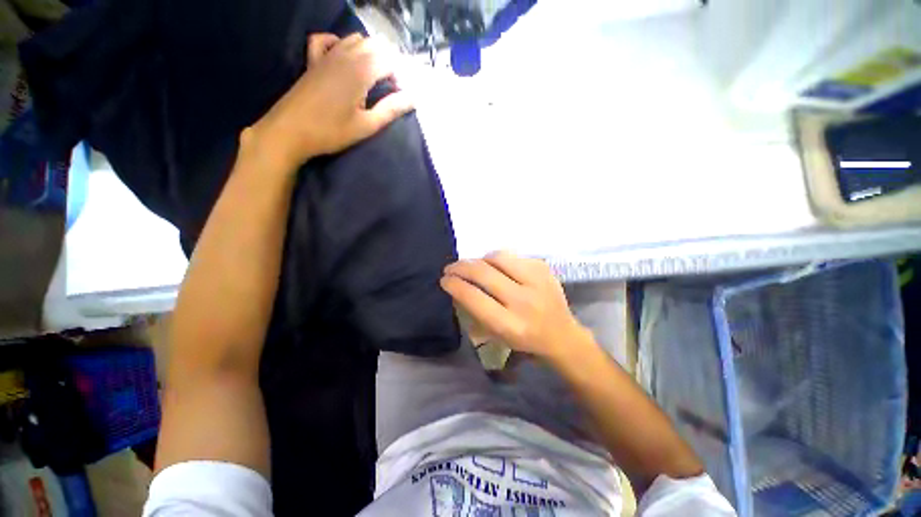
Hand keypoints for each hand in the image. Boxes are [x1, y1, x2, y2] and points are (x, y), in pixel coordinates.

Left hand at [246, 33, 413, 170]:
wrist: (290, 131)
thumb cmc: (332, 132)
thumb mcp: (367, 125)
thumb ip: (391, 109)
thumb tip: (414, 98)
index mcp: (360, 71)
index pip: (389, 62)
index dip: (399, 77)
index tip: (400, 96)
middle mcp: (345, 56)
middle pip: (375, 46)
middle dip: (388, 63)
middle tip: (390, 87)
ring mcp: (326, 55)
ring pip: (354, 39)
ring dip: (369, 52)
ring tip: (374, 76)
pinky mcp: (313, 61)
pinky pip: (325, 40)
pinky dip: (338, 42)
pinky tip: (343, 55)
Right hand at [440, 251, 592, 361]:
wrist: (561, 334)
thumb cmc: (524, 339)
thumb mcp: (496, 334)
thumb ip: (476, 311)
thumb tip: (458, 285)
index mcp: (510, 324)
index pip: (474, 297)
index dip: (454, 284)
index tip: (444, 280)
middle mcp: (523, 301)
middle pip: (483, 273)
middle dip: (460, 267)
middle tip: (451, 268)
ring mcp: (536, 281)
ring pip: (497, 257)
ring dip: (480, 260)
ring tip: (475, 266)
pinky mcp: (543, 268)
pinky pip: (512, 256)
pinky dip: (498, 260)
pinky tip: (497, 268)